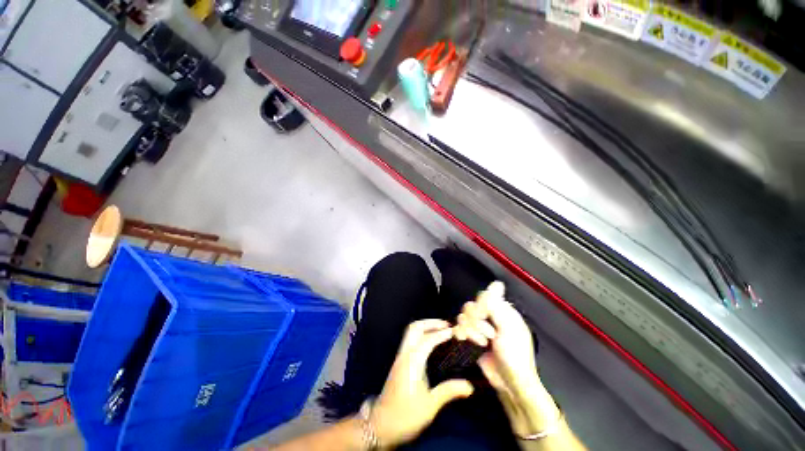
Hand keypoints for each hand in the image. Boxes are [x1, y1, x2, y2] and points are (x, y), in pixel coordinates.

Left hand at [371, 319, 474, 447]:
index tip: (455, 332)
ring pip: (410, 332)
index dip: (441, 333)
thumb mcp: (430, 406)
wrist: (381, 426)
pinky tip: (431, 342)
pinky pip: (410, 339)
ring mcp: (400, 357)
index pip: (428, 339)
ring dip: (425, 327)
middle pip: (415, 328)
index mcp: (412, 362)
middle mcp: (404, 354)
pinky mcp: (399, 362)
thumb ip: (449, 391)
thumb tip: (470, 386)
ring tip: (441, 330)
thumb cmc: (406, 416)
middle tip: (446, 325)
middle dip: (430, 323)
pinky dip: (421, 334)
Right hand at [454, 282, 558, 435]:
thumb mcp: (508, 328)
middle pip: (472, 306)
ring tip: (482, 343)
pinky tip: (466, 340)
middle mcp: (490, 317)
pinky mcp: (472, 338)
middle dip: (476, 321)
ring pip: (464, 316)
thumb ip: (497, 305)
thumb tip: (496, 283)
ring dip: (471, 330)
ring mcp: (480, 328)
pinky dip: (462, 333)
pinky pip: (460, 327)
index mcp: (502, 311)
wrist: (510, 383)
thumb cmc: (514, 355)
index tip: (484, 317)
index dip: (481, 306)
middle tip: (488, 336)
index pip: (484, 297)